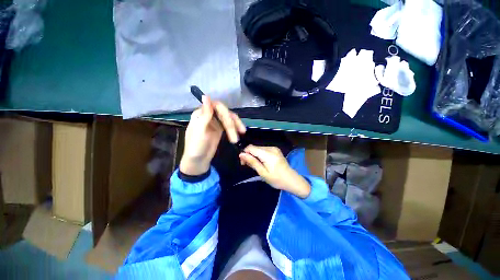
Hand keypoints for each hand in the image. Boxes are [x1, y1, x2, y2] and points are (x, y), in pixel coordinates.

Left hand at [180, 96, 245, 175]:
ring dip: (236, 125)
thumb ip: (205, 114)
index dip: (224, 111)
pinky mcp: (221, 129)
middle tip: (240, 132)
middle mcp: (209, 116)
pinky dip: (235, 128)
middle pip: (224, 113)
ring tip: (242, 133)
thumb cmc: (196, 147)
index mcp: (201, 114)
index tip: (231, 120)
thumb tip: (206, 96)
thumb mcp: (200, 131)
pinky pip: (230, 125)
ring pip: (229, 119)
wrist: (198, 161)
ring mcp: (215, 122)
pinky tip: (240, 132)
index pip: (215, 106)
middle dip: (232, 122)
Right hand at [239, 145, 310, 197]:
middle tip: (248, 166)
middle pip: (254, 148)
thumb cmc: (277, 179)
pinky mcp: (275, 150)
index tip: (243, 163)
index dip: (245, 153)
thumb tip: (241, 154)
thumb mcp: (263, 173)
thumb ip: (252, 162)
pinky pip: (263, 150)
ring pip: (258, 148)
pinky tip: (261, 162)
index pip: (251, 147)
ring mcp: (274, 148)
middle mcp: (271, 148)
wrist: (292, 180)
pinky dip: (259, 155)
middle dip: (249, 155)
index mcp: (268, 154)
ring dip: (254, 155)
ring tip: (256, 166)